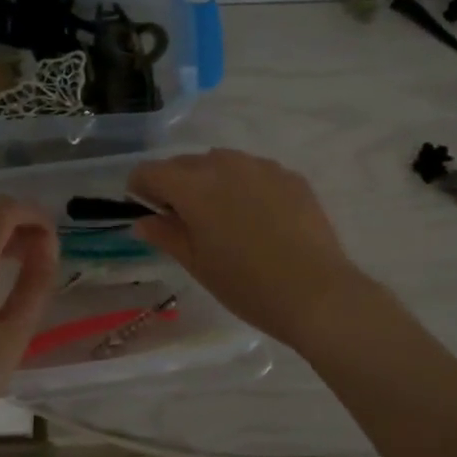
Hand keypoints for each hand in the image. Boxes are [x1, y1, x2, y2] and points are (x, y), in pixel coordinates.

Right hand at [128, 149, 364, 347]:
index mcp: (194, 186)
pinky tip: (258, 219)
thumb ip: (166, 235)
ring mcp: (262, 167)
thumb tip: (144, 221)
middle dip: (176, 185)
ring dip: (211, 182)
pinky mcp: (291, 177)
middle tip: (183, 221)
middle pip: (186, 163)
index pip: (151, 172)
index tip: (146, 211)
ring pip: (222, 163)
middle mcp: (226, 164)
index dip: (140, 188)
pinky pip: (255, 173)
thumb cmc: (246, 285)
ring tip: (223, 218)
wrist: (316, 293)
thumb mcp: (197, 264)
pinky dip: (245, 187)